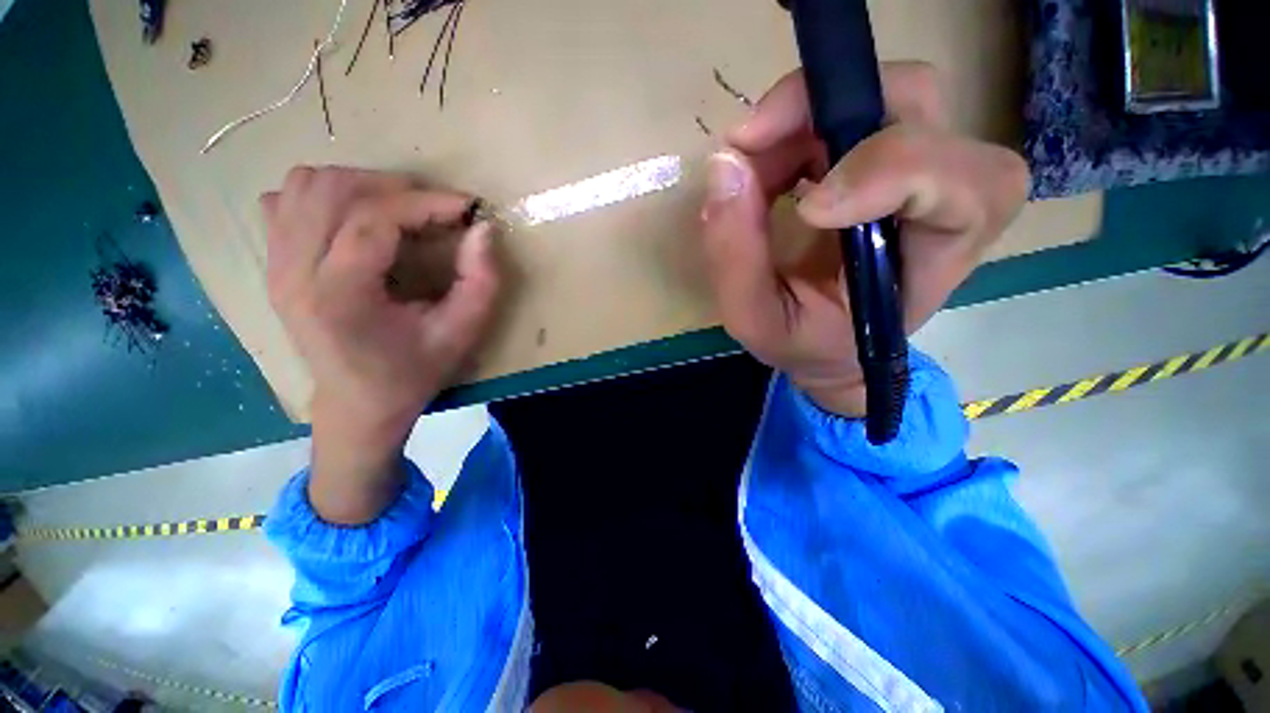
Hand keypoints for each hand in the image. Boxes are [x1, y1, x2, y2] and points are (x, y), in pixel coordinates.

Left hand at [263, 167, 498, 522]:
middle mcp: (293, 272)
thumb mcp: (462, 333)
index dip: (425, 203)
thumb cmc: (413, 372)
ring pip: (305, 184)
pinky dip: (325, 195)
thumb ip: (481, 281)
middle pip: (333, 190)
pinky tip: (356, 220)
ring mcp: (274, 265)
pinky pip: (286, 200)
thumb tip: (483, 230)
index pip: (372, 219)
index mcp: (339, 296)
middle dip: (395, 188)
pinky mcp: (272, 263)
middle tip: (436, 209)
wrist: (357, 402)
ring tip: (400, 210)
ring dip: (361, 186)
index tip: (466, 208)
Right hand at [700, 63, 1029, 416]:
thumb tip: (724, 167)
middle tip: (748, 145)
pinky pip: (848, 108)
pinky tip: (763, 168)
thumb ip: (736, 260)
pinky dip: (795, 126)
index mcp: (934, 261)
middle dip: (824, 113)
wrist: (828, 344)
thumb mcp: (758, 322)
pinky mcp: (882, 158)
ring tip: (747, 166)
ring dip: (799, 119)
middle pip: (920, 106)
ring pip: (881, 95)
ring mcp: (915, 168)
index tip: (804, 210)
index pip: (962, 186)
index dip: (888, 172)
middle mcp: (944, 200)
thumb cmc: (804, 343)